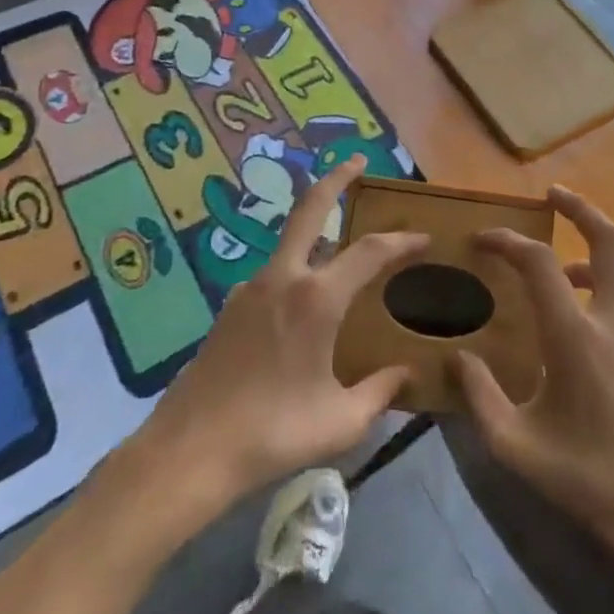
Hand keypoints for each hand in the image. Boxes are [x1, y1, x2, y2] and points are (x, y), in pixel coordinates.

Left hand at [137, 155, 422, 500]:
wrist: (189, 452)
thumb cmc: (272, 434)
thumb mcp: (340, 422)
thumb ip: (380, 392)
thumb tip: (407, 373)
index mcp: (316, 298)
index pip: (370, 252)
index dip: (401, 241)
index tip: (424, 238)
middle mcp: (283, 278)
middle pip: (310, 208)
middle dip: (336, 179)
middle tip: (358, 161)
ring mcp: (250, 288)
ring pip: (289, 241)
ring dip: (315, 227)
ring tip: (340, 241)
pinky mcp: (230, 308)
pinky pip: (274, 274)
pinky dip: (296, 268)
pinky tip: (304, 302)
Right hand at [453, 187, 613, 539]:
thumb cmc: (588, 479)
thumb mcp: (517, 447)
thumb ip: (480, 397)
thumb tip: (458, 359)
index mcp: (576, 336)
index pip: (540, 263)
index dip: (508, 242)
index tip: (481, 239)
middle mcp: (613, 322)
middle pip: (608, 241)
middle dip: (580, 209)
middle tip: (552, 194)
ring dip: (586, 252)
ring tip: (553, 265)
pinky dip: (598, 287)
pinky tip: (575, 323)